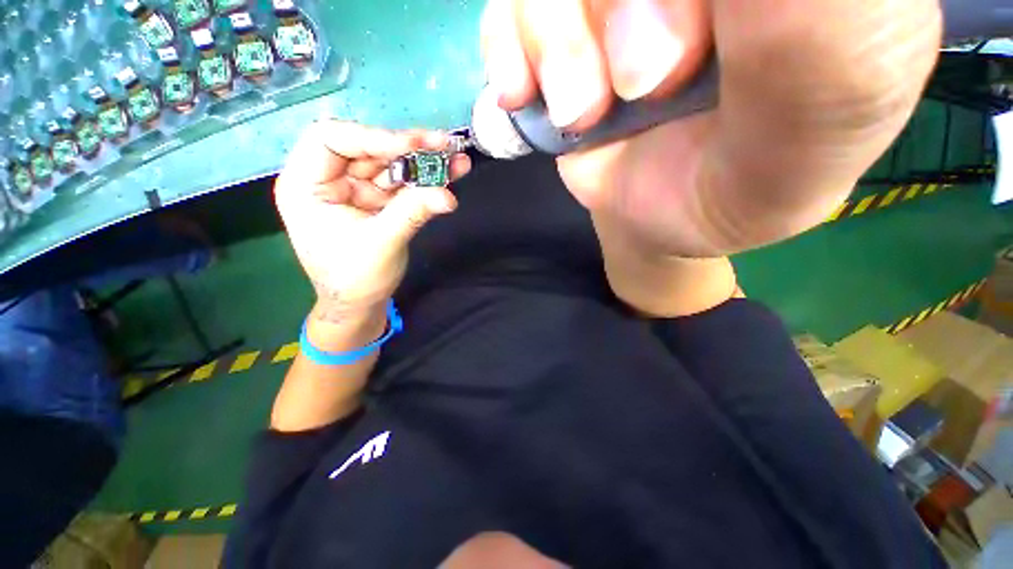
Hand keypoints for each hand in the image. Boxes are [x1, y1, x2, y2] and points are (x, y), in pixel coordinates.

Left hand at [275, 122, 470, 320]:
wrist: (360, 304)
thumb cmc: (354, 279)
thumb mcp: (381, 244)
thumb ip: (412, 214)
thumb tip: (448, 196)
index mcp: (306, 185)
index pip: (331, 140)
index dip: (371, 137)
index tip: (410, 146)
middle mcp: (330, 180)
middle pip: (369, 149)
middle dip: (408, 148)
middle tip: (444, 144)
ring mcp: (357, 189)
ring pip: (391, 165)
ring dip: (425, 162)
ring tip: (457, 160)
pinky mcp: (379, 201)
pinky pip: (404, 184)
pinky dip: (427, 180)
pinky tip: (451, 174)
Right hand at [481, 0, 941, 256]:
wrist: (668, 218)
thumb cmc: (746, 186)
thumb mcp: (808, 135)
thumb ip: (817, 40)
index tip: (684, 61)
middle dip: (619, 7)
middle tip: (647, 85)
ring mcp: (619, 0)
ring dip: (557, 43)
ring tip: (583, 112)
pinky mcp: (564, 36)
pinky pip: (508, 8)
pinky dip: (506, 45)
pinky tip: (524, 94)